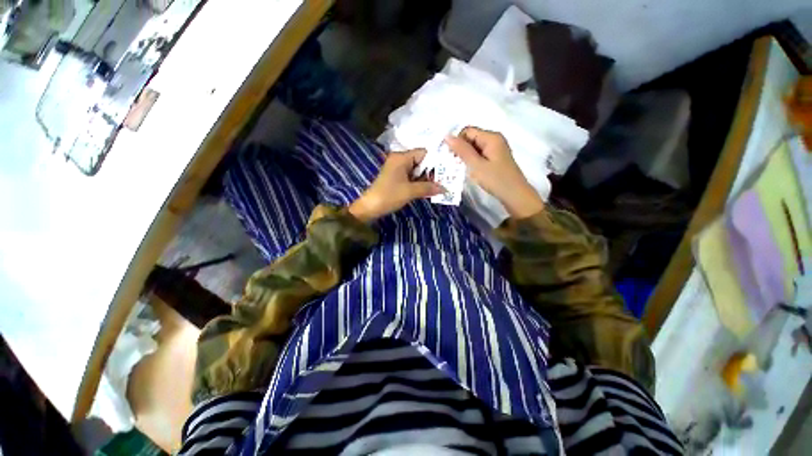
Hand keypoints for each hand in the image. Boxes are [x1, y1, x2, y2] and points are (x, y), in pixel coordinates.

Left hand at [349, 149, 443, 222]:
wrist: (370, 207)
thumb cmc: (389, 195)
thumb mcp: (410, 191)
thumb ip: (428, 188)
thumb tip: (445, 189)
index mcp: (401, 157)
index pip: (424, 153)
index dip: (436, 161)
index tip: (447, 169)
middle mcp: (399, 160)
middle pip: (421, 161)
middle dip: (433, 171)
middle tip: (446, 179)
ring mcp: (397, 169)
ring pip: (417, 170)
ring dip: (427, 178)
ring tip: (440, 185)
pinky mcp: (396, 177)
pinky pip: (411, 176)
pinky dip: (419, 182)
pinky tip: (428, 189)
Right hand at [446, 127, 543, 218]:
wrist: (515, 195)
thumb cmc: (495, 179)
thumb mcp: (476, 165)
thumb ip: (462, 150)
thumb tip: (447, 136)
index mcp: (491, 137)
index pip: (467, 131)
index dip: (457, 142)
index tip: (452, 157)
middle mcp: (494, 139)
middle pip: (471, 138)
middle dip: (462, 150)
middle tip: (456, 165)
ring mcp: (496, 149)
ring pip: (475, 147)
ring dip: (466, 156)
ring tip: (463, 169)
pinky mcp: (496, 158)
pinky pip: (480, 154)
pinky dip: (473, 161)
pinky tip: (471, 171)